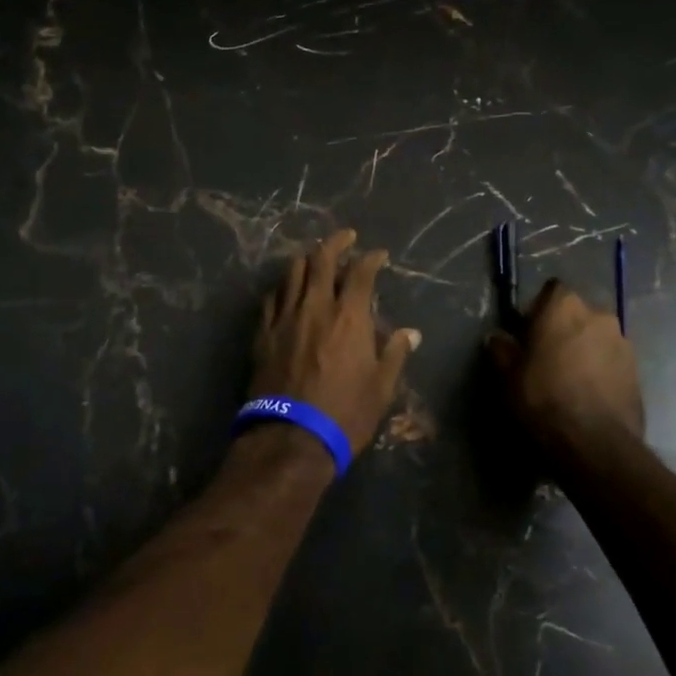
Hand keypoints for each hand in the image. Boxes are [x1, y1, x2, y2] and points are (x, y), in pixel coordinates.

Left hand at [251, 229, 421, 452]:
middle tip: (346, 237)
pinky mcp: (264, 333)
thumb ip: (395, 353)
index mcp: (349, 316)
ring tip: (315, 257)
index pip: (360, 272)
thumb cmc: (345, 413)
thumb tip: (411, 333)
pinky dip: (284, 287)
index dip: (371, 258)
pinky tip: (288, 290)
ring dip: (307, 259)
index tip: (379, 254)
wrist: (291, 438)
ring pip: (293, 272)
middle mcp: (315, 306)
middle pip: (321, 259)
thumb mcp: (382, 387)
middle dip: (336, 243)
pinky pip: (272, 298)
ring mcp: (285, 317)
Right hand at [488, 279, 643, 451]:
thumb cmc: (543, 399)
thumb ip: (501, 349)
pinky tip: (588, 396)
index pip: (551, 291)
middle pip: (576, 314)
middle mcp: (598, 315)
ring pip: (596, 338)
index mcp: (564, 306)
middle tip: (547, 358)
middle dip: (563, 330)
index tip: (528, 334)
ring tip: (570, 381)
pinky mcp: (638, 372)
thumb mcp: (507, 375)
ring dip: (584, 351)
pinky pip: (612, 362)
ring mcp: (623, 343)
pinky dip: (601, 372)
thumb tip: (497, 338)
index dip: (538, 310)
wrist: (594, 445)